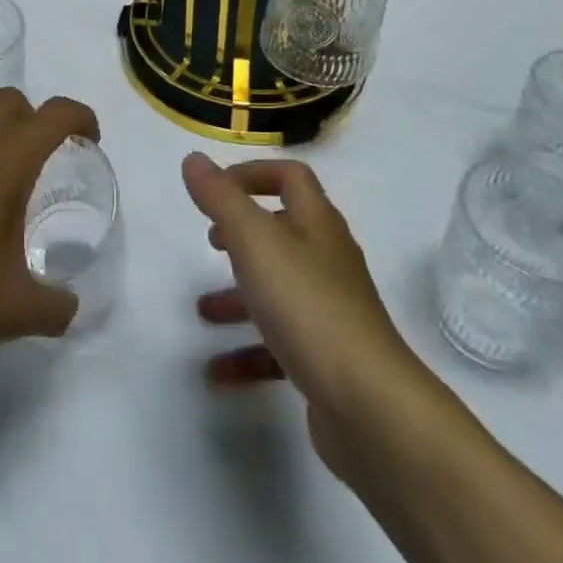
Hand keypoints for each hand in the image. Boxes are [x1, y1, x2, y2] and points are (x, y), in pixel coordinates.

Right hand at [183, 152, 429, 479]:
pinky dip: (248, 350)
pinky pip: (280, 343)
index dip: (254, 173)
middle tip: (211, 242)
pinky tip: (218, 372)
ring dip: (239, 295)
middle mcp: (327, 259)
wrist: (368, 403)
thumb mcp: (254, 241)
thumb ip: (221, 198)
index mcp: (316, 223)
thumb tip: (194, 159)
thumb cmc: (307, 305)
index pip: (291, 177)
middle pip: (284, 232)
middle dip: (243, 235)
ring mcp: (330, 310)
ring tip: (202, 310)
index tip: (216, 189)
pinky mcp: (327, 357)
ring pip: (279, 289)